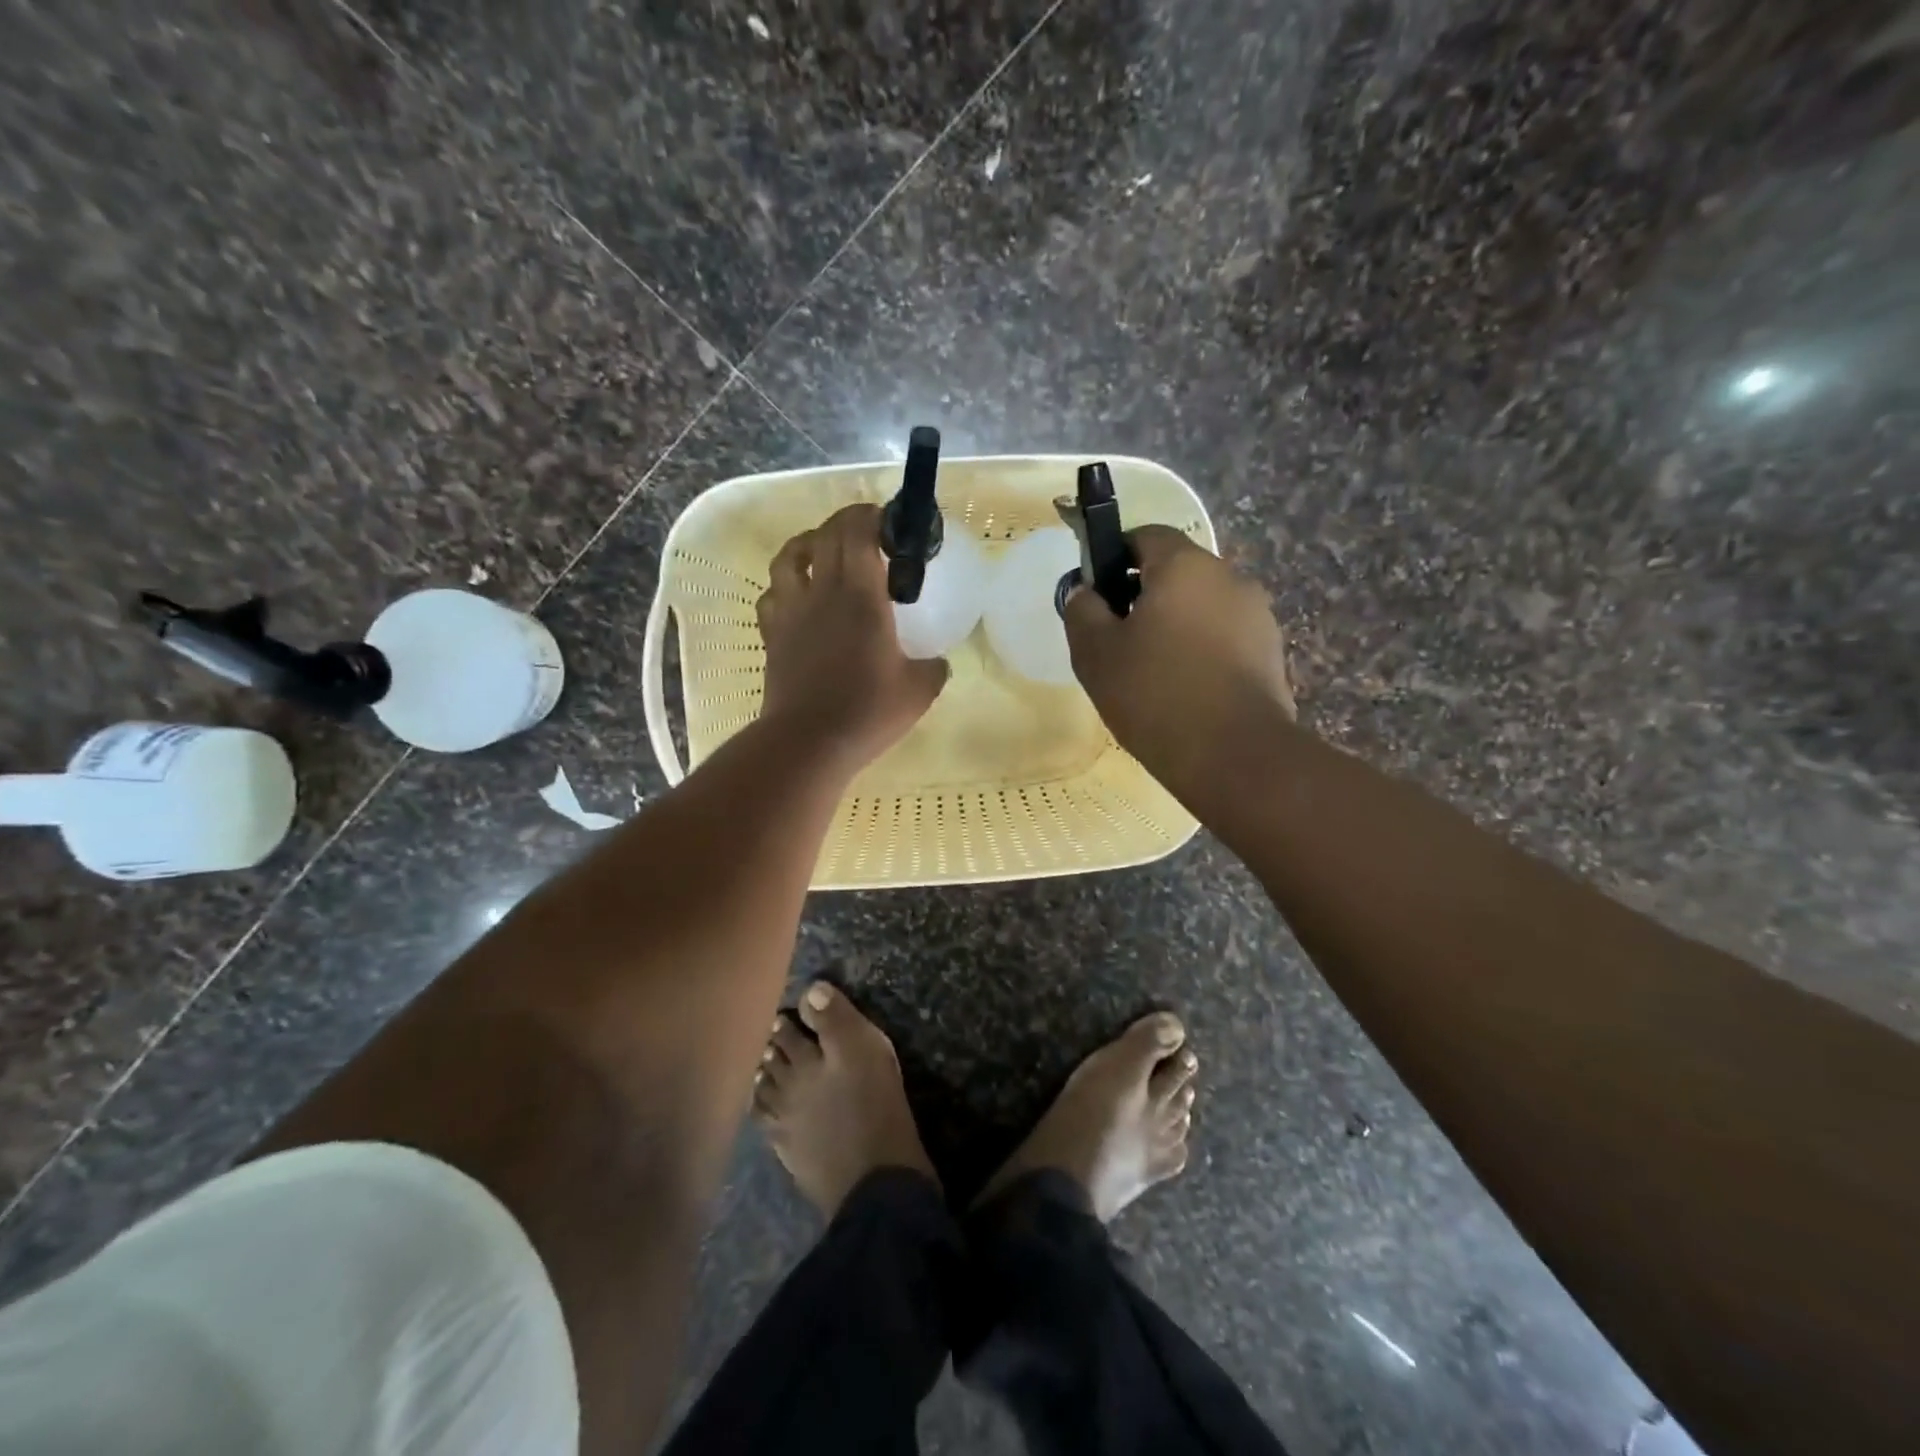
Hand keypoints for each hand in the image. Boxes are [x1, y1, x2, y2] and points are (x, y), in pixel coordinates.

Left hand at [756, 503, 948, 771]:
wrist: (809, 742)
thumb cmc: (868, 711)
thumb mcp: (919, 690)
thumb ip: (933, 668)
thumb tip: (937, 662)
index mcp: (861, 596)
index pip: (858, 532)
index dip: (871, 516)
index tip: (889, 522)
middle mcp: (822, 593)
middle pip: (824, 535)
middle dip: (845, 523)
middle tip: (867, 534)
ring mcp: (791, 612)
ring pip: (788, 557)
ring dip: (807, 545)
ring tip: (823, 553)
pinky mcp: (772, 636)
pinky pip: (771, 595)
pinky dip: (784, 586)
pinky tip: (798, 599)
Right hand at [1063, 526, 1293, 801]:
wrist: (1234, 756)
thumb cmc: (1155, 694)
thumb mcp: (1096, 653)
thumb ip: (1082, 611)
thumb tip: (1086, 591)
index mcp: (1184, 566)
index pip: (1146, 535)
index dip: (1116, 556)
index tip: (1098, 594)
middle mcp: (1229, 578)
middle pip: (1177, 572)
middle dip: (1145, 596)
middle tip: (1118, 641)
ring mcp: (1257, 616)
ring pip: (1203, 606)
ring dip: (1176, 625)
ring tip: (1152, 672)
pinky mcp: (1271, 653)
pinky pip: (1225, 638)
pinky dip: (1202, 651)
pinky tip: (1185, 691)